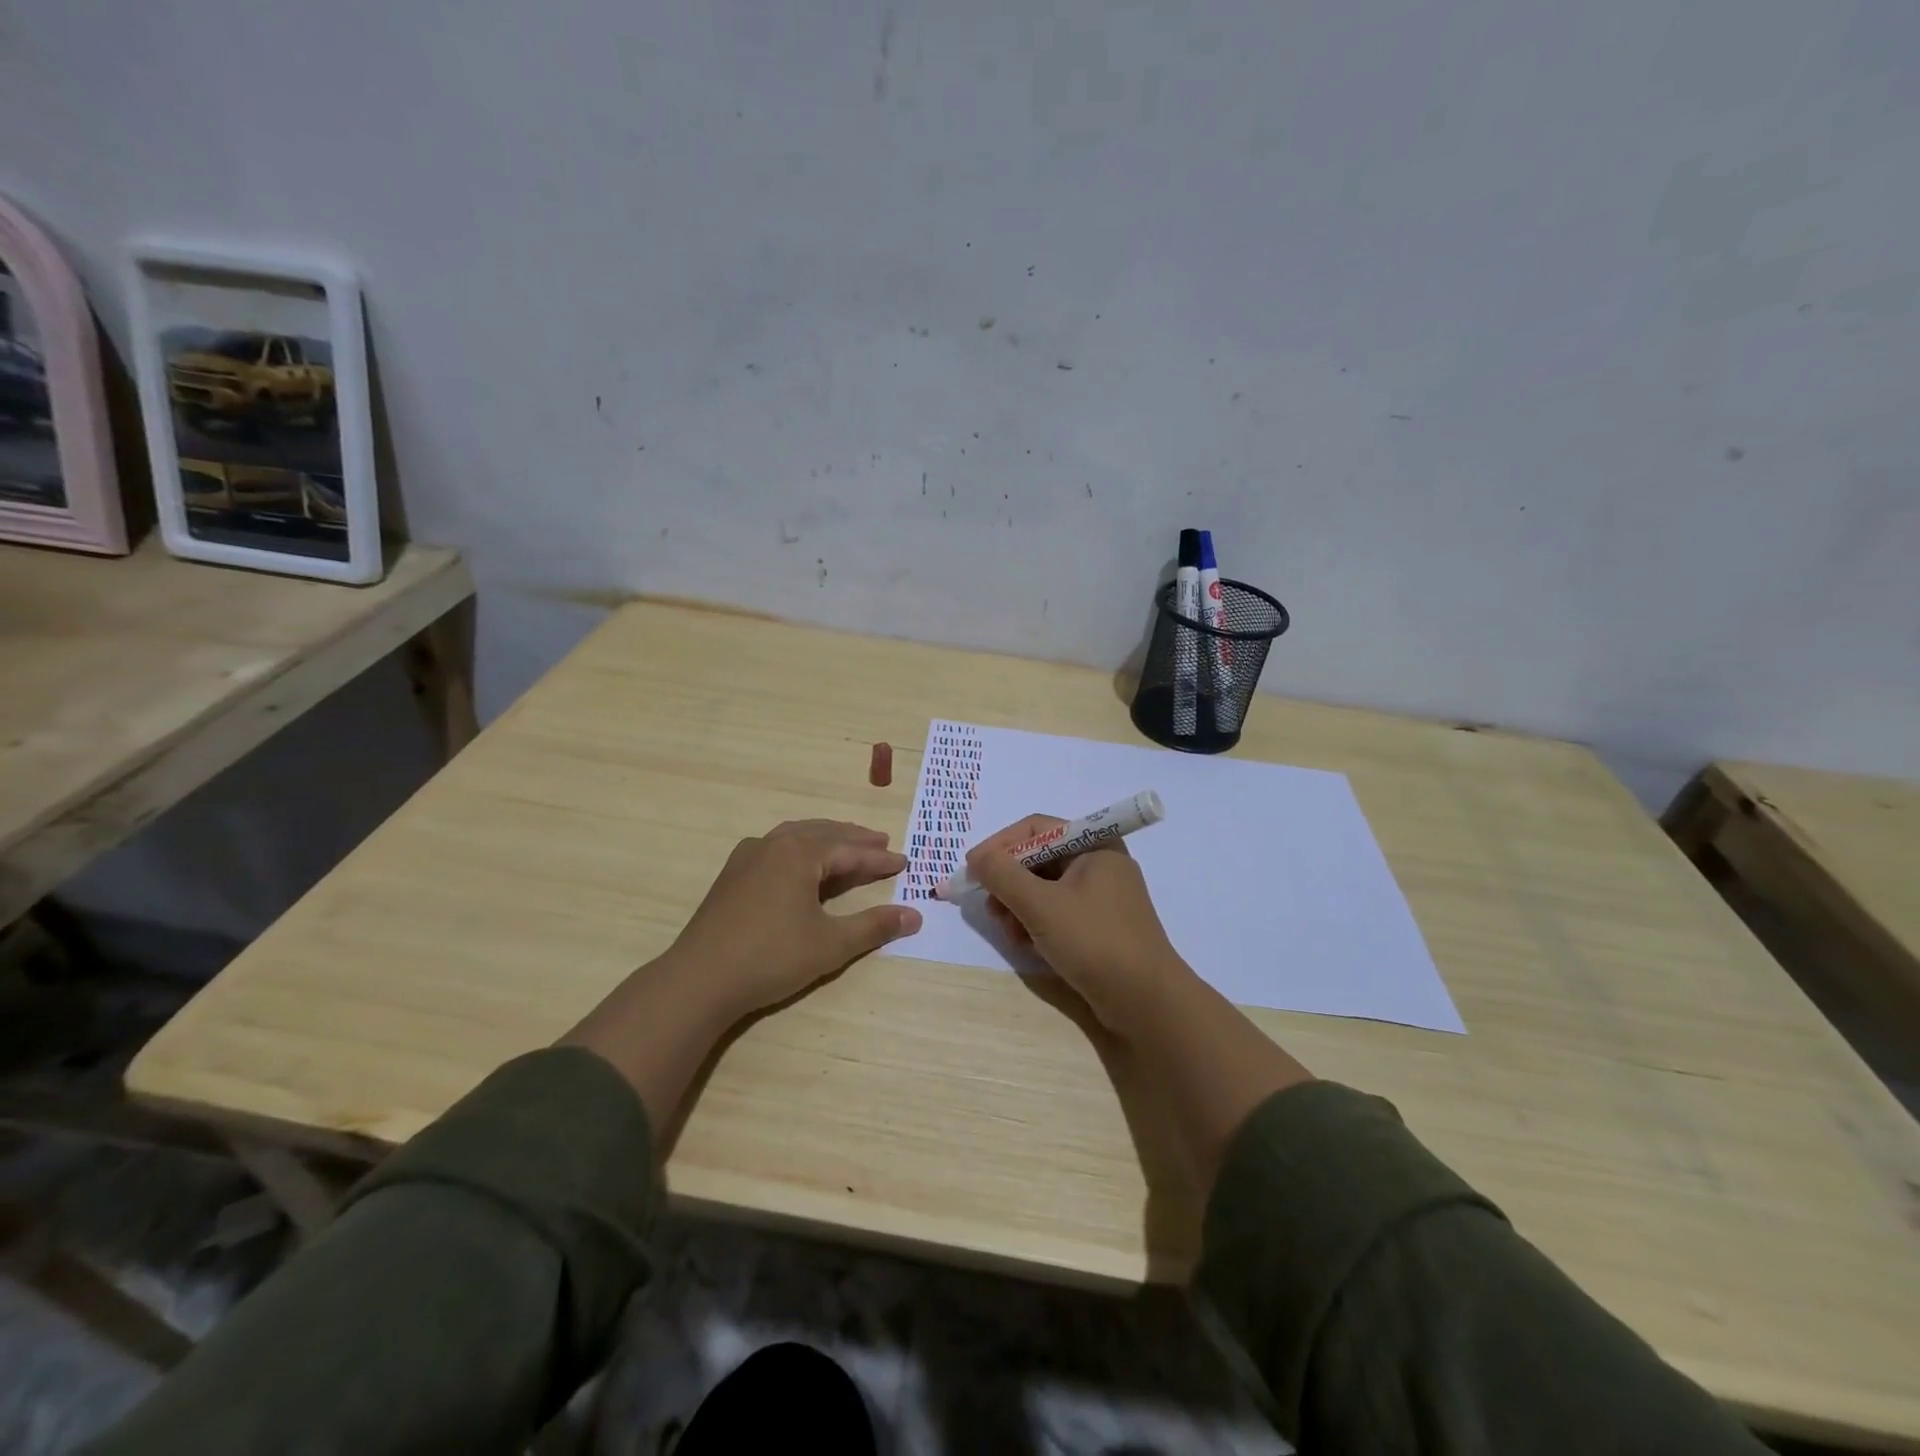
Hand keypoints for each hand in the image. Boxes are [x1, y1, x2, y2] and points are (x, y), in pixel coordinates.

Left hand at [660, 819, 922, 1017]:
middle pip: (822, 834)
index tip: (903, 862)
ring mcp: (747, 857)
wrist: (699, 979)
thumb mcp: (831, 944)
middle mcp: (773, 844)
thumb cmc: (771, 957)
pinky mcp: (732, 875)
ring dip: (825, 839)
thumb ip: (874, 926)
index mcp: (799, 853)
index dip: (878, 859)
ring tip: (846, 845)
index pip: (849, 851)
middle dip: (854, 839)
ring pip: (796, 836)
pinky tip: (799, 862)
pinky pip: (775, 848)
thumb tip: (915, 915)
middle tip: (880, 842)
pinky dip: (799, 849)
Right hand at [966, 814, 1191, 1031]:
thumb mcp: (1040, 905)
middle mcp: (1099, 863)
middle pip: (1038, 859)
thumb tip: (977, 858)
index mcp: (1095, 844)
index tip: (972, 869)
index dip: (1000, 845)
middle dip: (1009, 883)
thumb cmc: (1094, 941)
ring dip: (1019, 907)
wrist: (1146, 1002)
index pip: (1036, 828)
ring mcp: (1101, 897)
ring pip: (1044, 888)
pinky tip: (1028, 946)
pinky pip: (1057, 912)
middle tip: (991, 909)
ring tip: (1010, 934)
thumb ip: (1002, 875)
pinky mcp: (1099, 926)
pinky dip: (1037, 924)